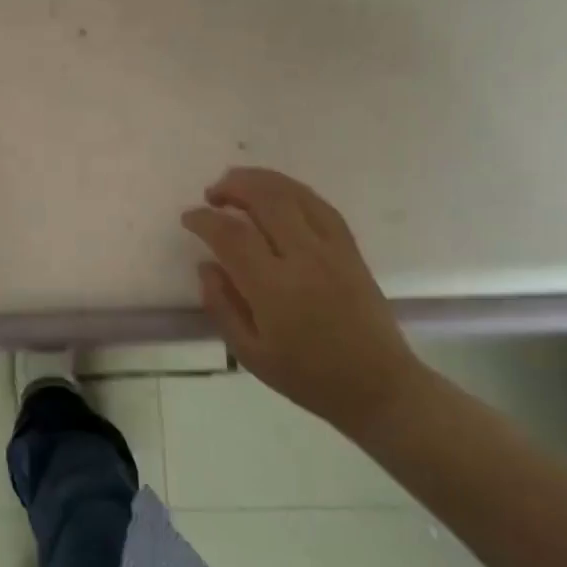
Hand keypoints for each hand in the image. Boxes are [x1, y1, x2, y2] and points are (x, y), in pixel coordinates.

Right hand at [182, 168, 423, 429]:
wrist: (377, 386)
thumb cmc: (307, 376)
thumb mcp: (250, 353)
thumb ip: (221, 305)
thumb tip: (206, 265)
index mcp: (274, 289)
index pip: (232, 235)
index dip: (204, 219)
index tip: (189, 218)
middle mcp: (305, 259)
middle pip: (266, 199)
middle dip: (233, 186)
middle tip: (212, 193)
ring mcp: (333, 250)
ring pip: (295, 194)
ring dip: (262, 180)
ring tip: (237, 183)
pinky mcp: (351, 249)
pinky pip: (320, 205)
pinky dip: (292, 191)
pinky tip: (276, 194)